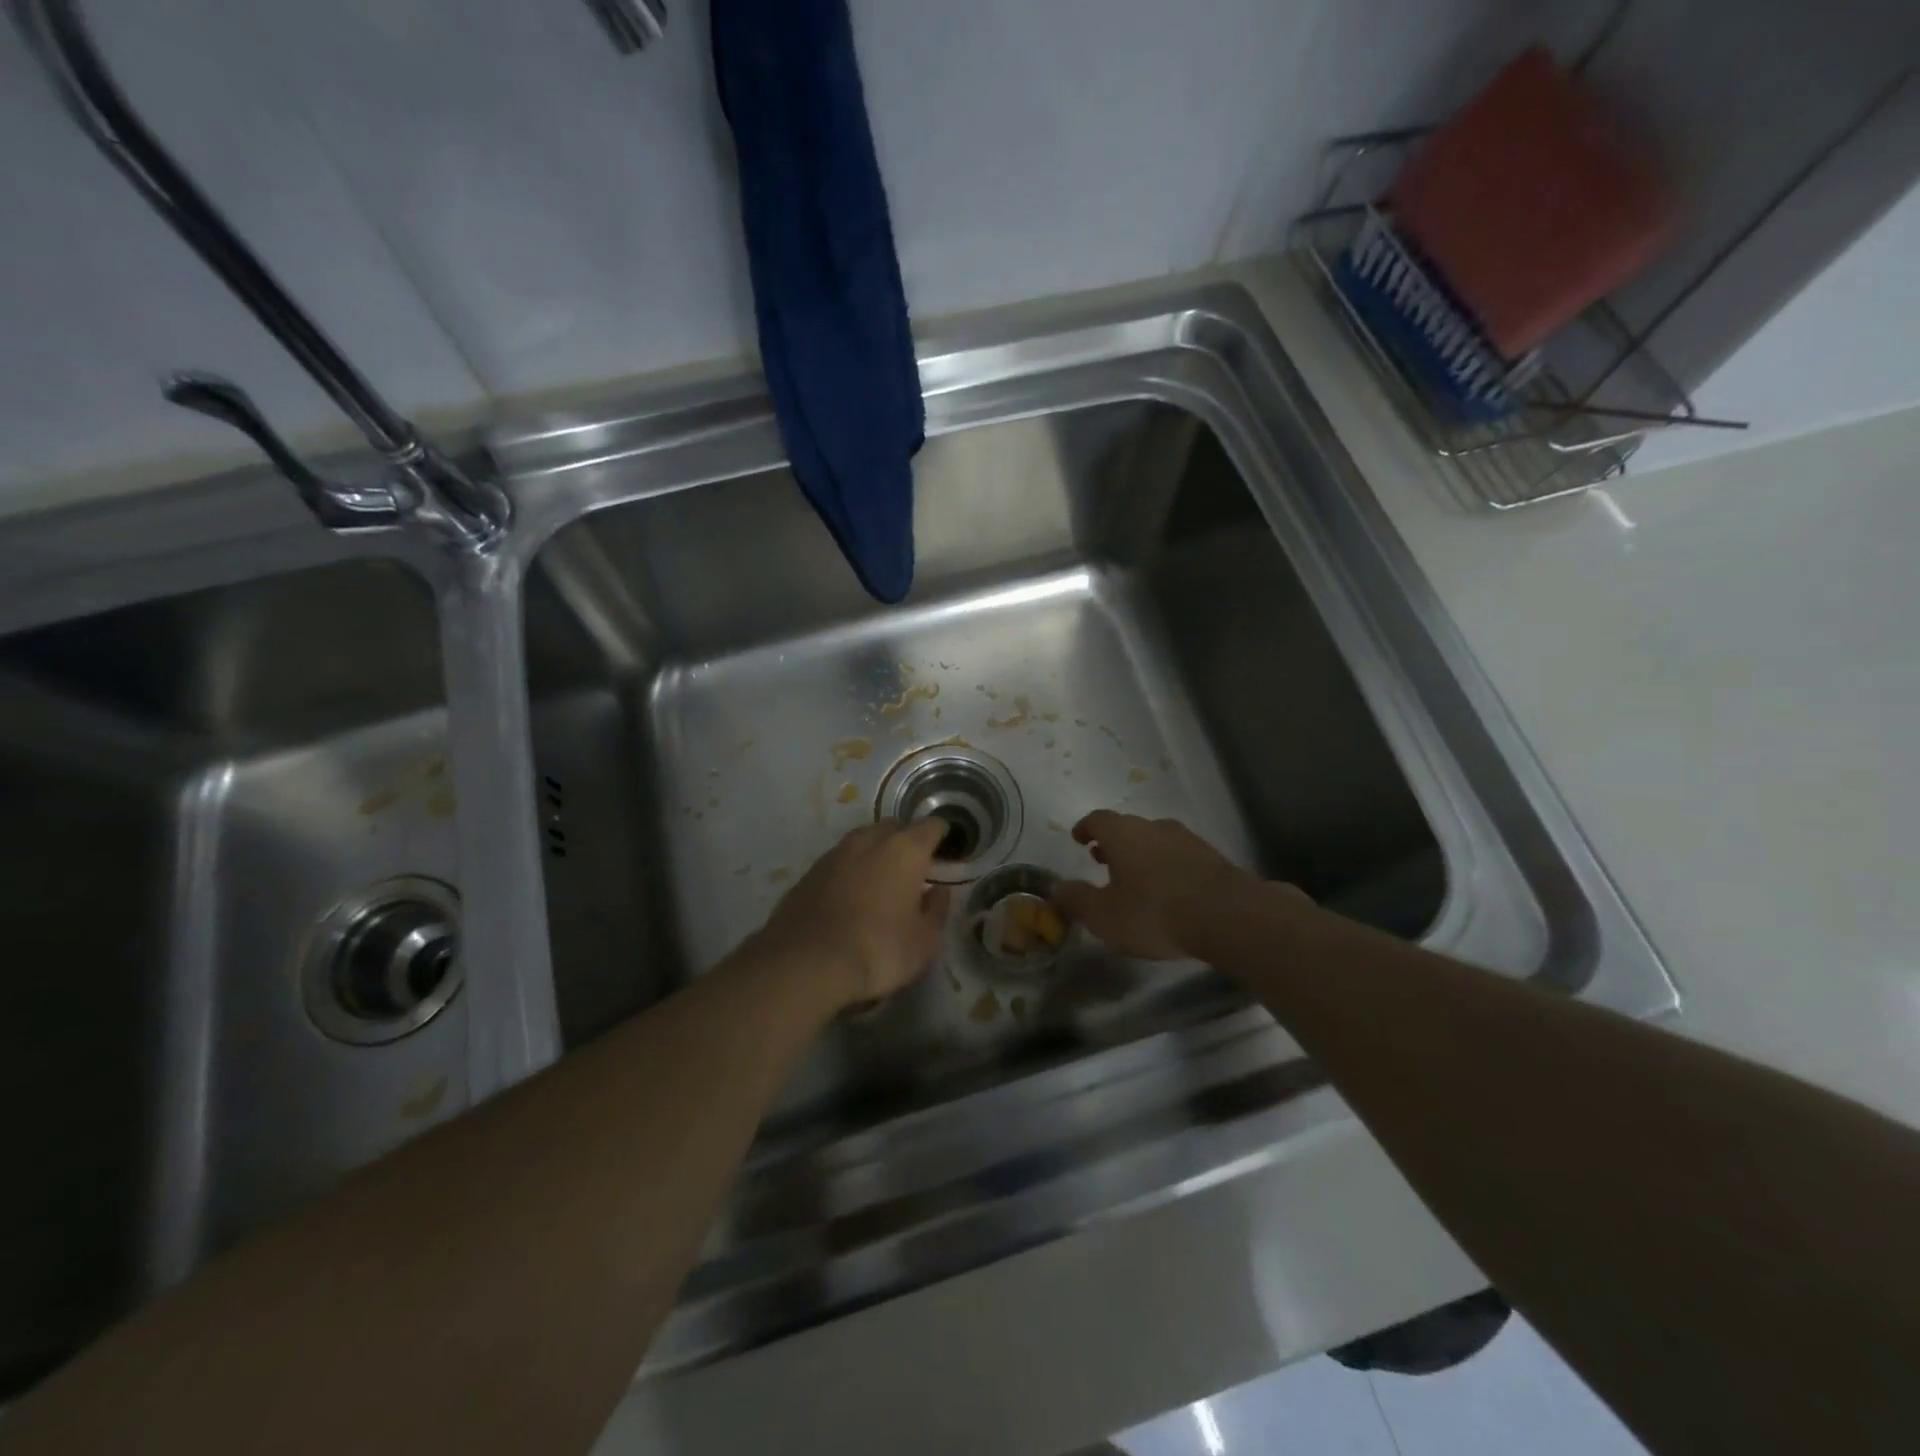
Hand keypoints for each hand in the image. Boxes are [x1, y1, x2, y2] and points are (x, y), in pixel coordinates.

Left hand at [755, 820, 952, 1008]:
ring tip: (881, 882)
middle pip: (895, 828)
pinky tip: (851, 896)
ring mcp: (835, 853)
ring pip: (863, 841)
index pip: (930, 826)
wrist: (806, 964)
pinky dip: (850, 871)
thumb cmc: (878, 950)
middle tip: (913, 869)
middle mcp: (869, 840)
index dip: (941, 836)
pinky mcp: (809, 872)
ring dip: (875, 854)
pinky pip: (840, 862)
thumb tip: (938, 892)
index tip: (945, 851)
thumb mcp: (924, 941)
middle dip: (906, 841)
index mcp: (905, 850)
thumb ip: (936, 910)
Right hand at [1050, 811, 1255, 959]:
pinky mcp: (1212, 857)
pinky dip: (1166, 866)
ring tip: (1135, 878)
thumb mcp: (1104, 915)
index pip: (1097, 819)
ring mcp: (1187, 839)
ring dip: (1141, 854)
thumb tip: (1056, 888)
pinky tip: (1168, 889)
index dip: (1085, 828)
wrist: (1227, 916)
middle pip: (1128, 827)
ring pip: (1155, 840)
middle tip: (1102, 860)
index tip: (1078, 839)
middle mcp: (1154, 827)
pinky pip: (1179, 855)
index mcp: (1123, 833)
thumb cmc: (1154, 912)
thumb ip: (1077, 899)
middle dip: (1113, 843)